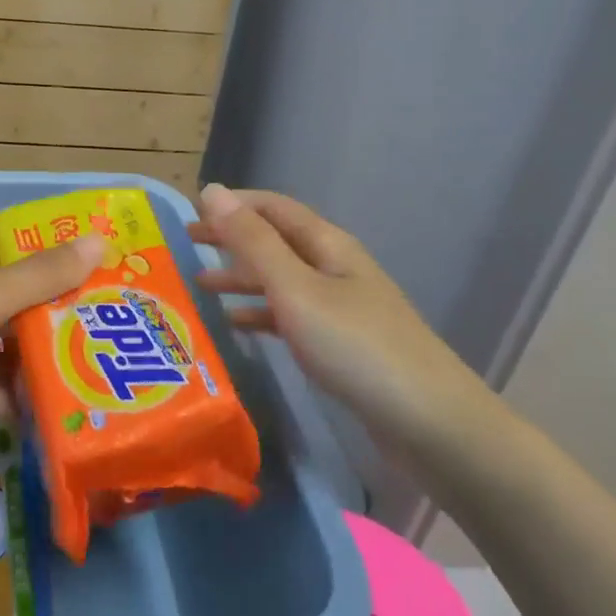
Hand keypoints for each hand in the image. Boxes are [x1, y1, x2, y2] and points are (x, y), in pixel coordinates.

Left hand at [0, 225, 104, 417]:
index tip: (100, 274)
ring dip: (22, 367)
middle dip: (48, 321)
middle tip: (98, 344)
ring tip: (70, 391)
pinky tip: (24, 417)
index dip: (56, 254)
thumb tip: (101, 241)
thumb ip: (41, 278)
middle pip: (12, 300)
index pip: (20, 244)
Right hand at [189, 184, 488, 450]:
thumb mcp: (296, 289)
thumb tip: (213, 190)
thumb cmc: (357, 348)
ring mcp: (340, 307)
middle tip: (183, 248)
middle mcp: (333, 268)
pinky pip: (290, 316)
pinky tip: (235, 325)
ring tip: (197, 287)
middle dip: (230, 240)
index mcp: (327, 245)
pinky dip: (260, 314)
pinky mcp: (341, 344)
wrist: (432, 426)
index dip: (232, 204)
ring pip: (279, 280)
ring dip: (240, 278)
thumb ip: (252, 242)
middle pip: (274, 242)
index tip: (187, 212)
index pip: (272, 207)